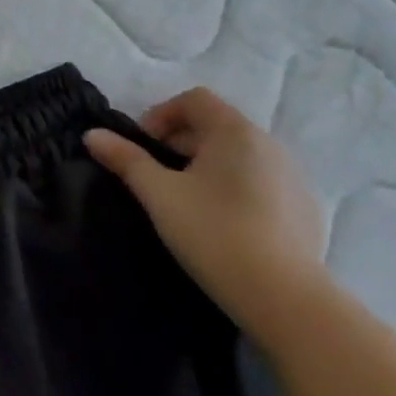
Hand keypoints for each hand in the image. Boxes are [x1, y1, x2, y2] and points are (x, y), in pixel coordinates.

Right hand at [85, 88, 330, 343]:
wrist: (283, 296)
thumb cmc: (213, 232)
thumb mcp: (159, 194)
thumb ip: (125, 159)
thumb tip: (92, 134)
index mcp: (236, 132)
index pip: (194, 99)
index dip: (161, 114)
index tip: (142, 148)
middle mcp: (269, 144)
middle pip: (216, 125)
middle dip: (179, 143)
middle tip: (156, 177)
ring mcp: (292, 176)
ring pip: (238, 156)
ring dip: (205, 165)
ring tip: (185, 201)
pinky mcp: (303, 208)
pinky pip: (260, 181)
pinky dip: (233, 188)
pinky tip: (221, 223)